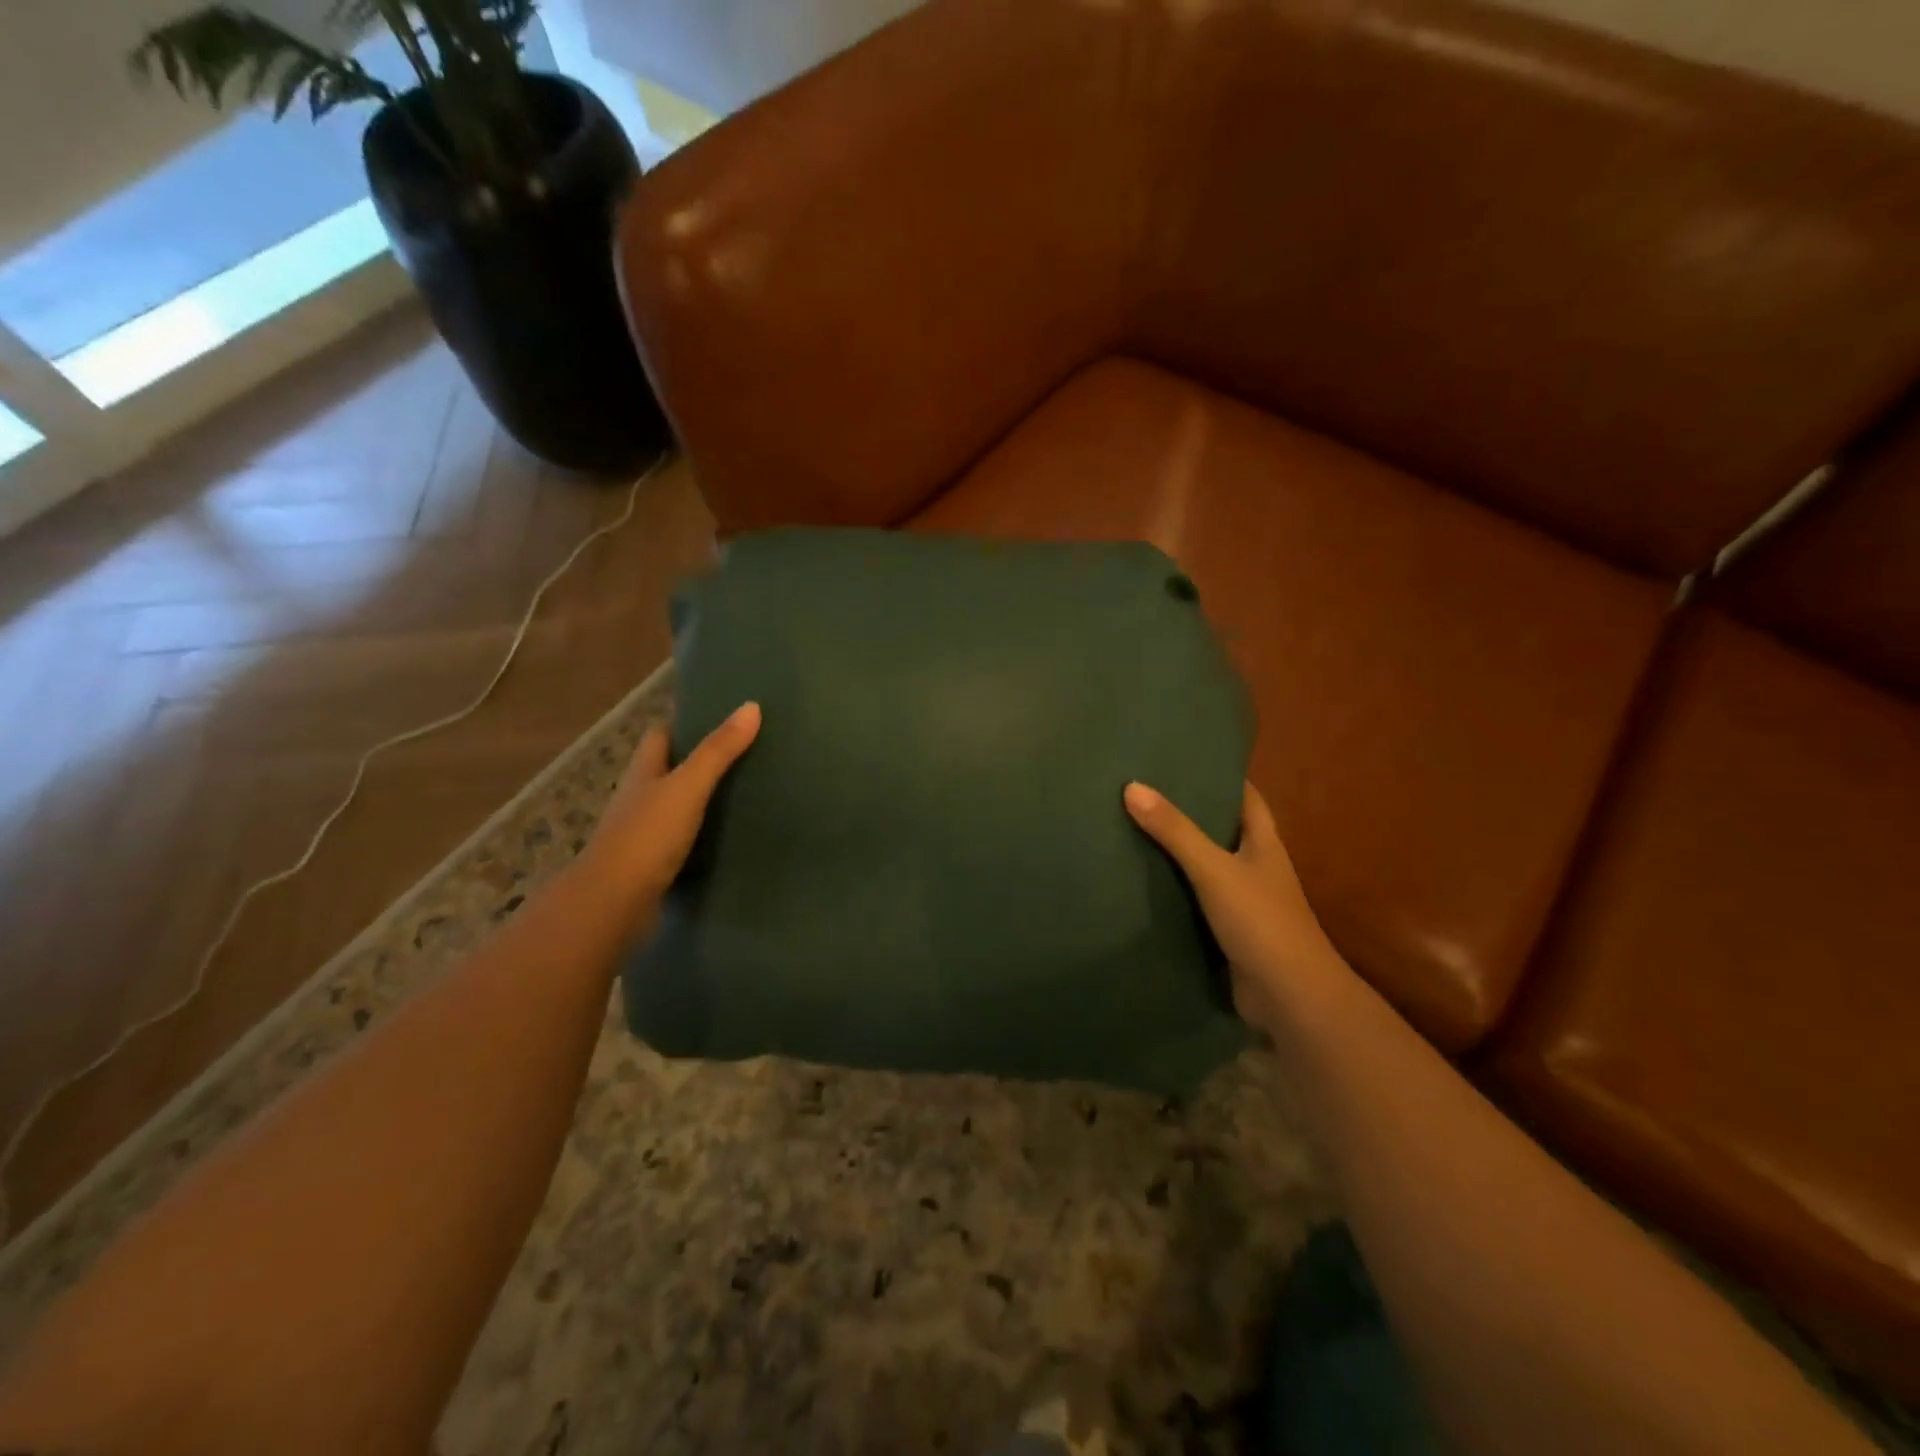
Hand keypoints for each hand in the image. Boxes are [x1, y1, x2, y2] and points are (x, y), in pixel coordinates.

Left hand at [576, 702, 761, 929]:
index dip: (685, 720)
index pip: (662, 734)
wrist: (614, 904)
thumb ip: (718, 750)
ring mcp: (646, 833)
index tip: (719, 711)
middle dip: (701, 758)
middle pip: (671, 768)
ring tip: (750, 789)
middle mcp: (641, 797)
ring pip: (679, 805)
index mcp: (644, 771)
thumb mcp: (687, 786)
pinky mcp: (656, 864)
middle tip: (747, 749)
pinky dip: (707, 833)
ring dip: (705, 797)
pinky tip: (733, 834)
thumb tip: (751, 706)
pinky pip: (686, 839)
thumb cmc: (647, 836)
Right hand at [1124, 779, 1338, 1031]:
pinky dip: (1174, 891)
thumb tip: (1132, 787)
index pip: (1245, 797)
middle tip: (1144, 793)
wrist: (1289, 997)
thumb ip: (1175, 831)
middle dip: (1190, 814)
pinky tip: (1142, 884)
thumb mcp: (1214, 869)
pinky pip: (1196, 902)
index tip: (1184, 759)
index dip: (1221, 776)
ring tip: (1133, 830)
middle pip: (1222, 830)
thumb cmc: (1260, 921)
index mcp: (1263, 843)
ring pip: (1206, 867)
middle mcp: (1256, 867)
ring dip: (1178, 854)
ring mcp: (1243, 902)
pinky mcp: (1228, 932)